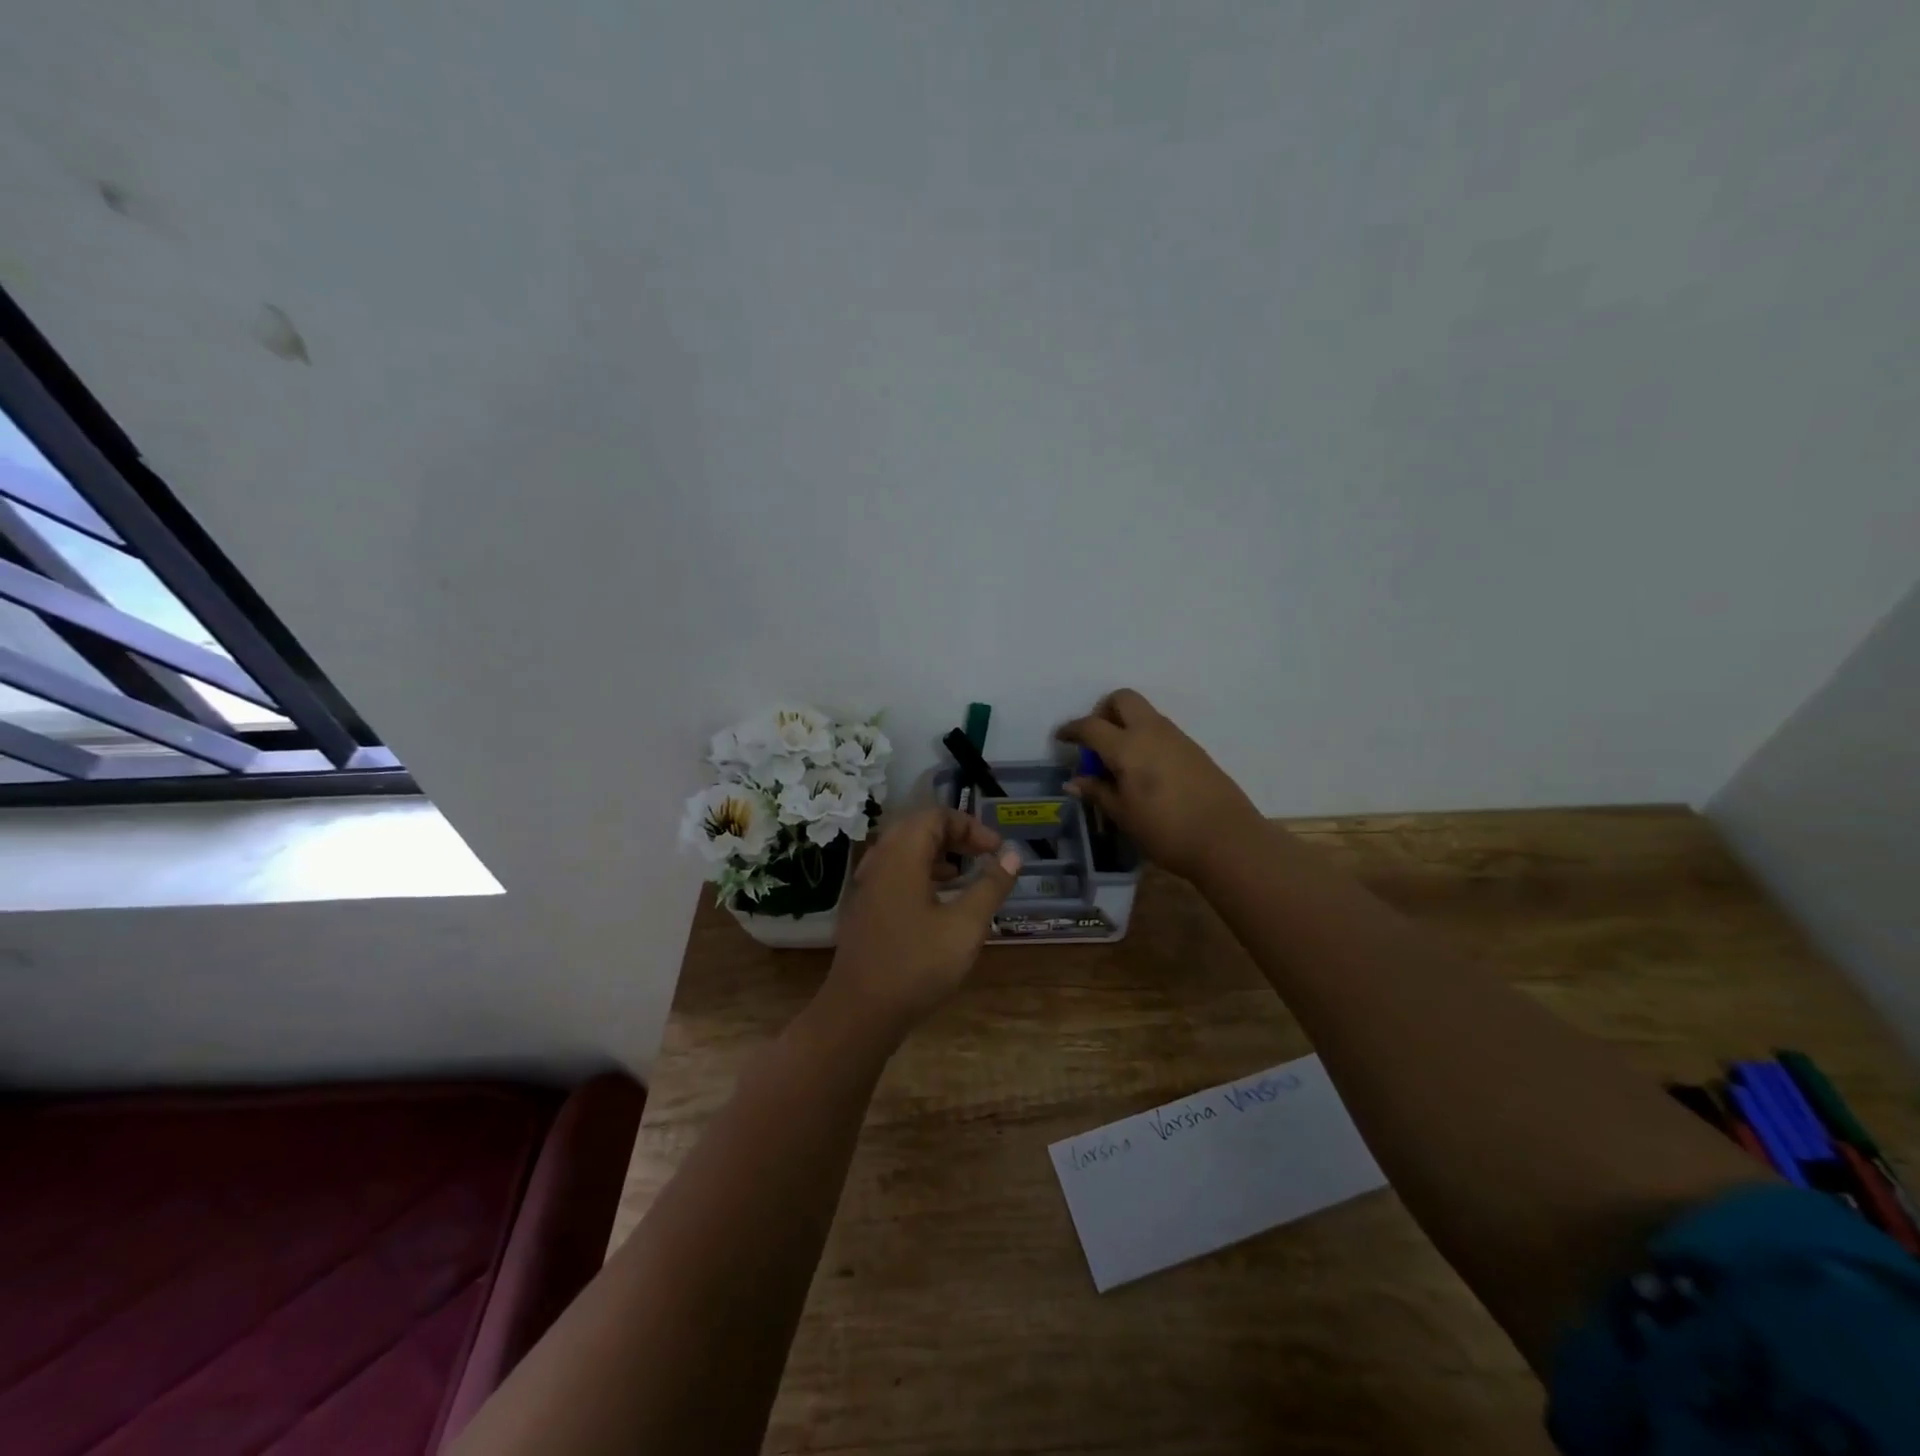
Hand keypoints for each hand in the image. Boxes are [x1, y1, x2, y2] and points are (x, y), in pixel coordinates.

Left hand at [823, 807, 1021, 1035]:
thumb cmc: (917, 964)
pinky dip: (921, 873)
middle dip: (955, 836)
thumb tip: (1013, 855)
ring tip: (965, 875)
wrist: (860, 1012)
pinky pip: (895, 872)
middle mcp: (879, 861)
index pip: (935, 815)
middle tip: (984, 856)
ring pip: (904, 851)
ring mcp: (867, 885)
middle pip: (918, 827)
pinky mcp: (864, 907)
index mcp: (901, 855)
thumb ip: (991, 885)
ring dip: (938, 854)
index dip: (970, 825)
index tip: (996, 850)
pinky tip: (939, 901)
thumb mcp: (965, 925)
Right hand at [1057, 689, 1263, 881]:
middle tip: (1096, 741)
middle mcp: (1151, 731)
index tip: (1061, 738)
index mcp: (1128, 747)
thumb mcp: (1123, 815)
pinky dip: (1145, 738)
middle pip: (1122, 699)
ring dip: (1126, 724)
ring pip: (1144, 713)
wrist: (1227, 840)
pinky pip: (1161, 730)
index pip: (1091, 726)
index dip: (1071, 729)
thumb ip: (1098, 792)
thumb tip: (1075, 781)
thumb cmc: (1166, 831)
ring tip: (1119, 761)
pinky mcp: (1194, 749)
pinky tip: (1145, 770)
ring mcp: (1177, 737)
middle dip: (1103, 711)